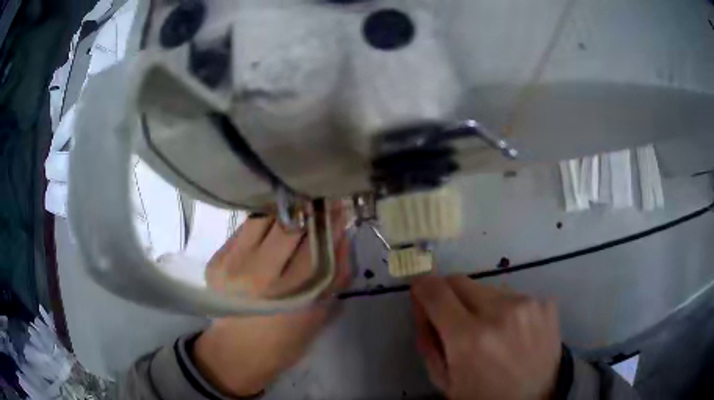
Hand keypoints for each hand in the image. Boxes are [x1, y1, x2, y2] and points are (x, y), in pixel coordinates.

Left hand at [194, 208, 350, 396]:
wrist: (239, 352)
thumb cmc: (286, 339)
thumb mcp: (320, 312)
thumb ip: (337, 273)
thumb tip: (342, 233)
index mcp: (292, 294)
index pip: (316, 243)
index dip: (329, 220)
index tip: (338, 204)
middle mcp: (259, 276)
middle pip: (288, 224)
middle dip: (306, 208)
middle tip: (317, 202)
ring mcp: (233, 266)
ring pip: (263, 219)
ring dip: (283, 211)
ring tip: (293, 211)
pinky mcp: (217, 261)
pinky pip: (244, 228)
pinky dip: (262, 222)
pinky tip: (270, 226)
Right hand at [411, 276, 560, 399]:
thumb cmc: (481, 397)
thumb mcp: (443, 378)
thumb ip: (427, 339)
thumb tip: (421, 303)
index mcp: (469, 338)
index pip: (436, 291)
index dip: (423, 286)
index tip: (421, 290)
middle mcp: (500, 313)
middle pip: (461, 281)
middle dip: (450, 295)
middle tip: (456, 318)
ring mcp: (528, 304)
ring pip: (489, 288)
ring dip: (482, 304)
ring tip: (492, 331)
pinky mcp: (547, 303)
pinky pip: (515, 296)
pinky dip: (508, 309)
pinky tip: (515, 332)